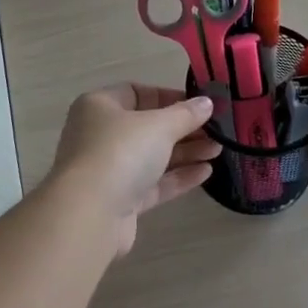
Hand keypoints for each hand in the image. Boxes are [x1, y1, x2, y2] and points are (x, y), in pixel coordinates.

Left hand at [45, 84, 221, 256]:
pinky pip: (153, 183)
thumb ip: (185, 114)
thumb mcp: (159, 125)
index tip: (199, 104)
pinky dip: (177, 177)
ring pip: (152, 156)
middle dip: (183, 128)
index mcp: (99, 106)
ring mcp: (109, 170)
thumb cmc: (121, 152)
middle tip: (216, 130)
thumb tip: (206, 103)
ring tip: (218, 150)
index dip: (169, 97)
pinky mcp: (119, 201)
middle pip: (147, 127)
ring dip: (185, 152)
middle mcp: (100, 135)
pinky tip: (206, 172)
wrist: (90, 214)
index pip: (136, 92)